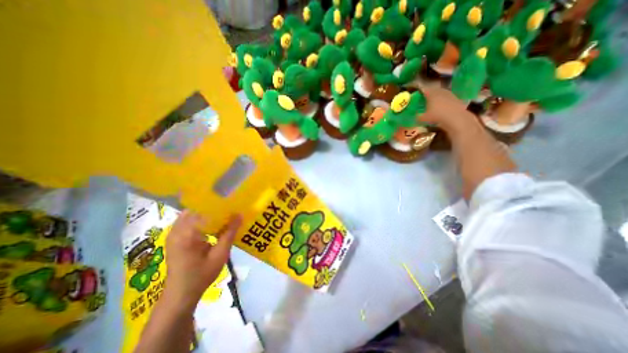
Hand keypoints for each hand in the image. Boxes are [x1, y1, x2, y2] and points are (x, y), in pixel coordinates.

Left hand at [161, 210, 241, 306]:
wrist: (180, 295)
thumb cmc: (201, 275)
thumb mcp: (220, 254)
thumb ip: (230, 233)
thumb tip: (240, 214)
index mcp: (186, 233)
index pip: (203, 209)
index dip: (219, 204)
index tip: (232, 202)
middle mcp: (177, 230)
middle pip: (197, 209)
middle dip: (214, 207)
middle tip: (230, 207)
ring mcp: (173, 233)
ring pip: (193, 213)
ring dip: (208, 213)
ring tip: (224, 214)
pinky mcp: (174, 237)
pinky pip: (189, 220)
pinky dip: (202, 219)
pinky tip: (213, 225)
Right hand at [418, 85, 472, 128]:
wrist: (455, 117)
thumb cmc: (437, 116)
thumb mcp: (424, 118)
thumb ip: (418, 117)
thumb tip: (415, 116)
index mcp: (431, 94)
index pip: (424, 90)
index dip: (420, 92)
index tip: (417, 96)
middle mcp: (440, 91)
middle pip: (433, 90)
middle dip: (429, 94)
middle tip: (425, 99)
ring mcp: (449, 94)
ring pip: (441, 94)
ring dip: (437, 97)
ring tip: (433, 103)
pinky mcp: (456, 99)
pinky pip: (447, 98)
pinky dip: (444, 101)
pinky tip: (442, 107)